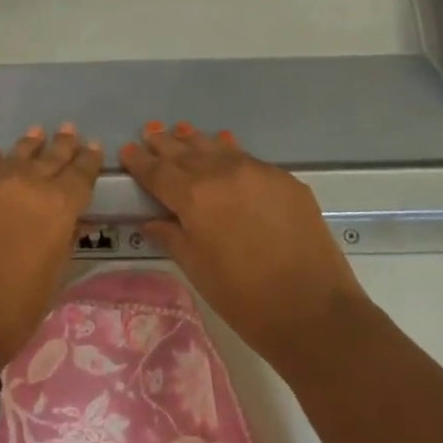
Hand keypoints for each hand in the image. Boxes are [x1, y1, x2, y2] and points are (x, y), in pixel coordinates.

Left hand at [0, 125, 100, 360]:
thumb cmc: (15, 308)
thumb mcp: (54, 274)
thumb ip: (64, 238)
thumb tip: (71, 220)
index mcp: (58, 204)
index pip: (80, 173)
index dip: (89, 160)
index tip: (93, 147)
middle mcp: (26, 181)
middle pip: (50, 156)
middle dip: (62, 144)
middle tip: (68, 129)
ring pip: (15, 154)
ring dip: (29, 144)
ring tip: (36, 133)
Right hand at [121, 123, 369, 372]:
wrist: (314, 311)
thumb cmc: (244, 299)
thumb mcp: (196, 268)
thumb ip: (171, 236)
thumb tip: (152, 219)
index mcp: (193, 196)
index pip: (157, 171)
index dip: (139, 161)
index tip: (127, 150)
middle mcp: (221, 172)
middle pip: (185, 151)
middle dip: (164, 143)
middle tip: (150, 132)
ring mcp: (256, 171)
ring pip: (217, 147)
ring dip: (195, 140)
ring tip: (181, 130)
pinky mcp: (284, 179)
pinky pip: (247, 158)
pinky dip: (229, 151)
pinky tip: (224, 146)